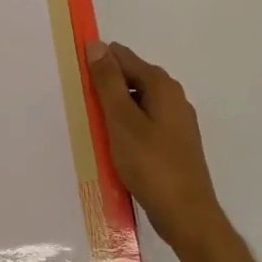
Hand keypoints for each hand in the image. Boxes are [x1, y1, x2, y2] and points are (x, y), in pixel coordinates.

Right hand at [85, 40, 228, 252]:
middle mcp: (173, 97)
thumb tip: (96, 45)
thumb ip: (108, 82)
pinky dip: (126, 127)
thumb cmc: (151, 165)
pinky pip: (144, 123)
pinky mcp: (174, 144)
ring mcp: (176, 122)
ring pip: (137, 103)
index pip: (123, 57)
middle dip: (105, 86)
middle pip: (131, 78)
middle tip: (80, 104)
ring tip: (91, 126)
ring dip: (114, 109)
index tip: (74, 78)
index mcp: (162, 86)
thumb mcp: (122, 121)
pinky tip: (113, 145)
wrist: (187, 216)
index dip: (98, 63)